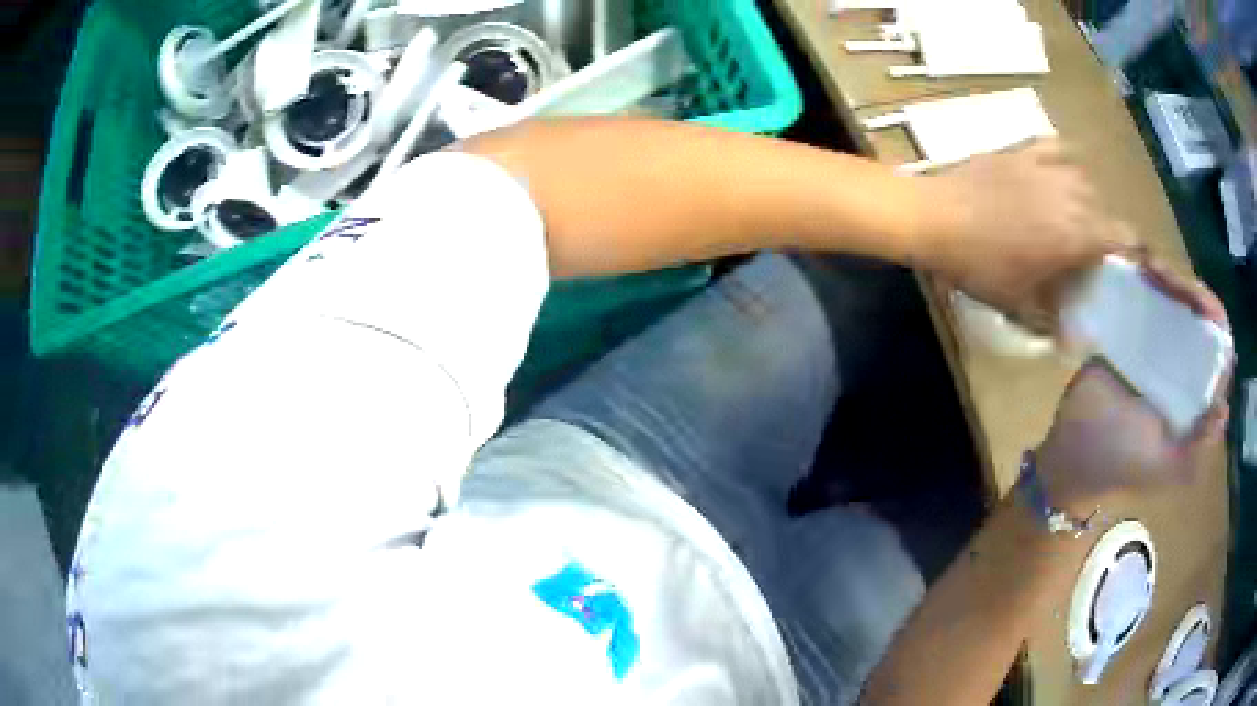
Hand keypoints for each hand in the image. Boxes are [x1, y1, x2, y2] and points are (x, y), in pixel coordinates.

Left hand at [919, 140, 1138, 332]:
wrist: (936, 217)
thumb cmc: (981, 266)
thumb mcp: (1019, 302)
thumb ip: (1052, 320)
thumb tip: (1071, 343)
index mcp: (1077, 233)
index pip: (1123, 236)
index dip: (1131, 249)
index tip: (1127, 262)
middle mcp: (1070, 194)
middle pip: (1103, 209)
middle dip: (1101, 230)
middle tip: (1086, 251)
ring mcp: (1045, 166)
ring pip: (1083, 178)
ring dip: (1085, 198)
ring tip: (1070, 216)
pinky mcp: (1022, 150)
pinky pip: (1054, 147)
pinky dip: (1063, 158)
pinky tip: (1058, 171)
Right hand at [1035, 264, 1230, 514]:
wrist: (1071, 451)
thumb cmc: (1119, 462)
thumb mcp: (1164, 465)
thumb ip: (1196, 447)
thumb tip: (1223, 408)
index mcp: (1196, 399)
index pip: (1219, 351)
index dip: (1215, 321)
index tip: (1198, 304)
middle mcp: (1184, 369)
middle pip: (1200, 314)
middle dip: (1189, 288)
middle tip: (1164, 276)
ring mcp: (1159, 347)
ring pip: (1178, 299)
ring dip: (1170, 276)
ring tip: (1151, 268)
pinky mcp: (1133, 332)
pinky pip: (1150, 297)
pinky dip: (1150, 278)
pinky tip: (1141, 268)